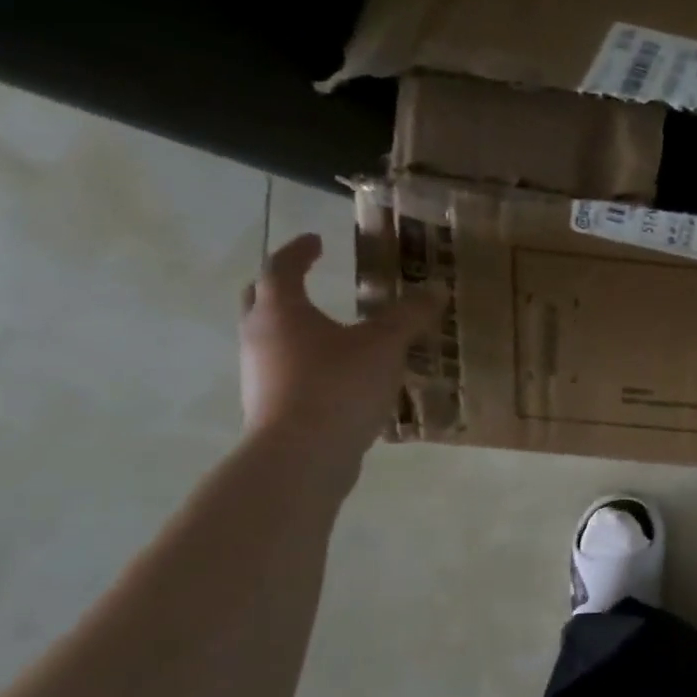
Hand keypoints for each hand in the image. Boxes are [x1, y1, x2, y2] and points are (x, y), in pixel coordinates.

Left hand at [239, 234, 440, 468]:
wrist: (302, 455)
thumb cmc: (338, 385)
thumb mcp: (385, 345)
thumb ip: (409, 316)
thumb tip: (436, 288)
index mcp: (281, 311)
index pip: (281, 267)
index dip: (299, 251)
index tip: (316, 240)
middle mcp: (260, 337)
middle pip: (261, 300)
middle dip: (283, 287)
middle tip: (308, 280)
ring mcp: (260, 374)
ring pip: (273, 339)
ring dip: (297, 329)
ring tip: (334, 332)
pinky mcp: (271, 406)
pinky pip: (287, 372)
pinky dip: (308, 363)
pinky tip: (340, 376)